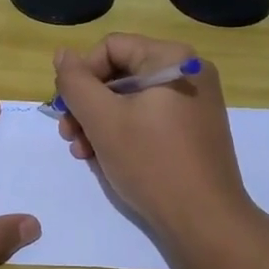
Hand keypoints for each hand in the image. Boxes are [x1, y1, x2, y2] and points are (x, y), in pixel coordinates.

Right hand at [52, 33, 256, 248]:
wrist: (206, 221)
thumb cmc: (152, 162)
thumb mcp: (103, 120)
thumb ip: (76, 83)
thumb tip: (62, 55)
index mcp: (171, 58)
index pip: (110, 48)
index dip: (82, 75)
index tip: (66, 110)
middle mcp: (188, 71)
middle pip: (120, 73)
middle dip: (88, 104)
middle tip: (68, 135)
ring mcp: (195, 102)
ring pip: (132, 100)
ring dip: (100, 122)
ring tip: (83, 153)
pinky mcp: (195, 130)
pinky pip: (149, 118)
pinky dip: (124, 133)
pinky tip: (106, 159)